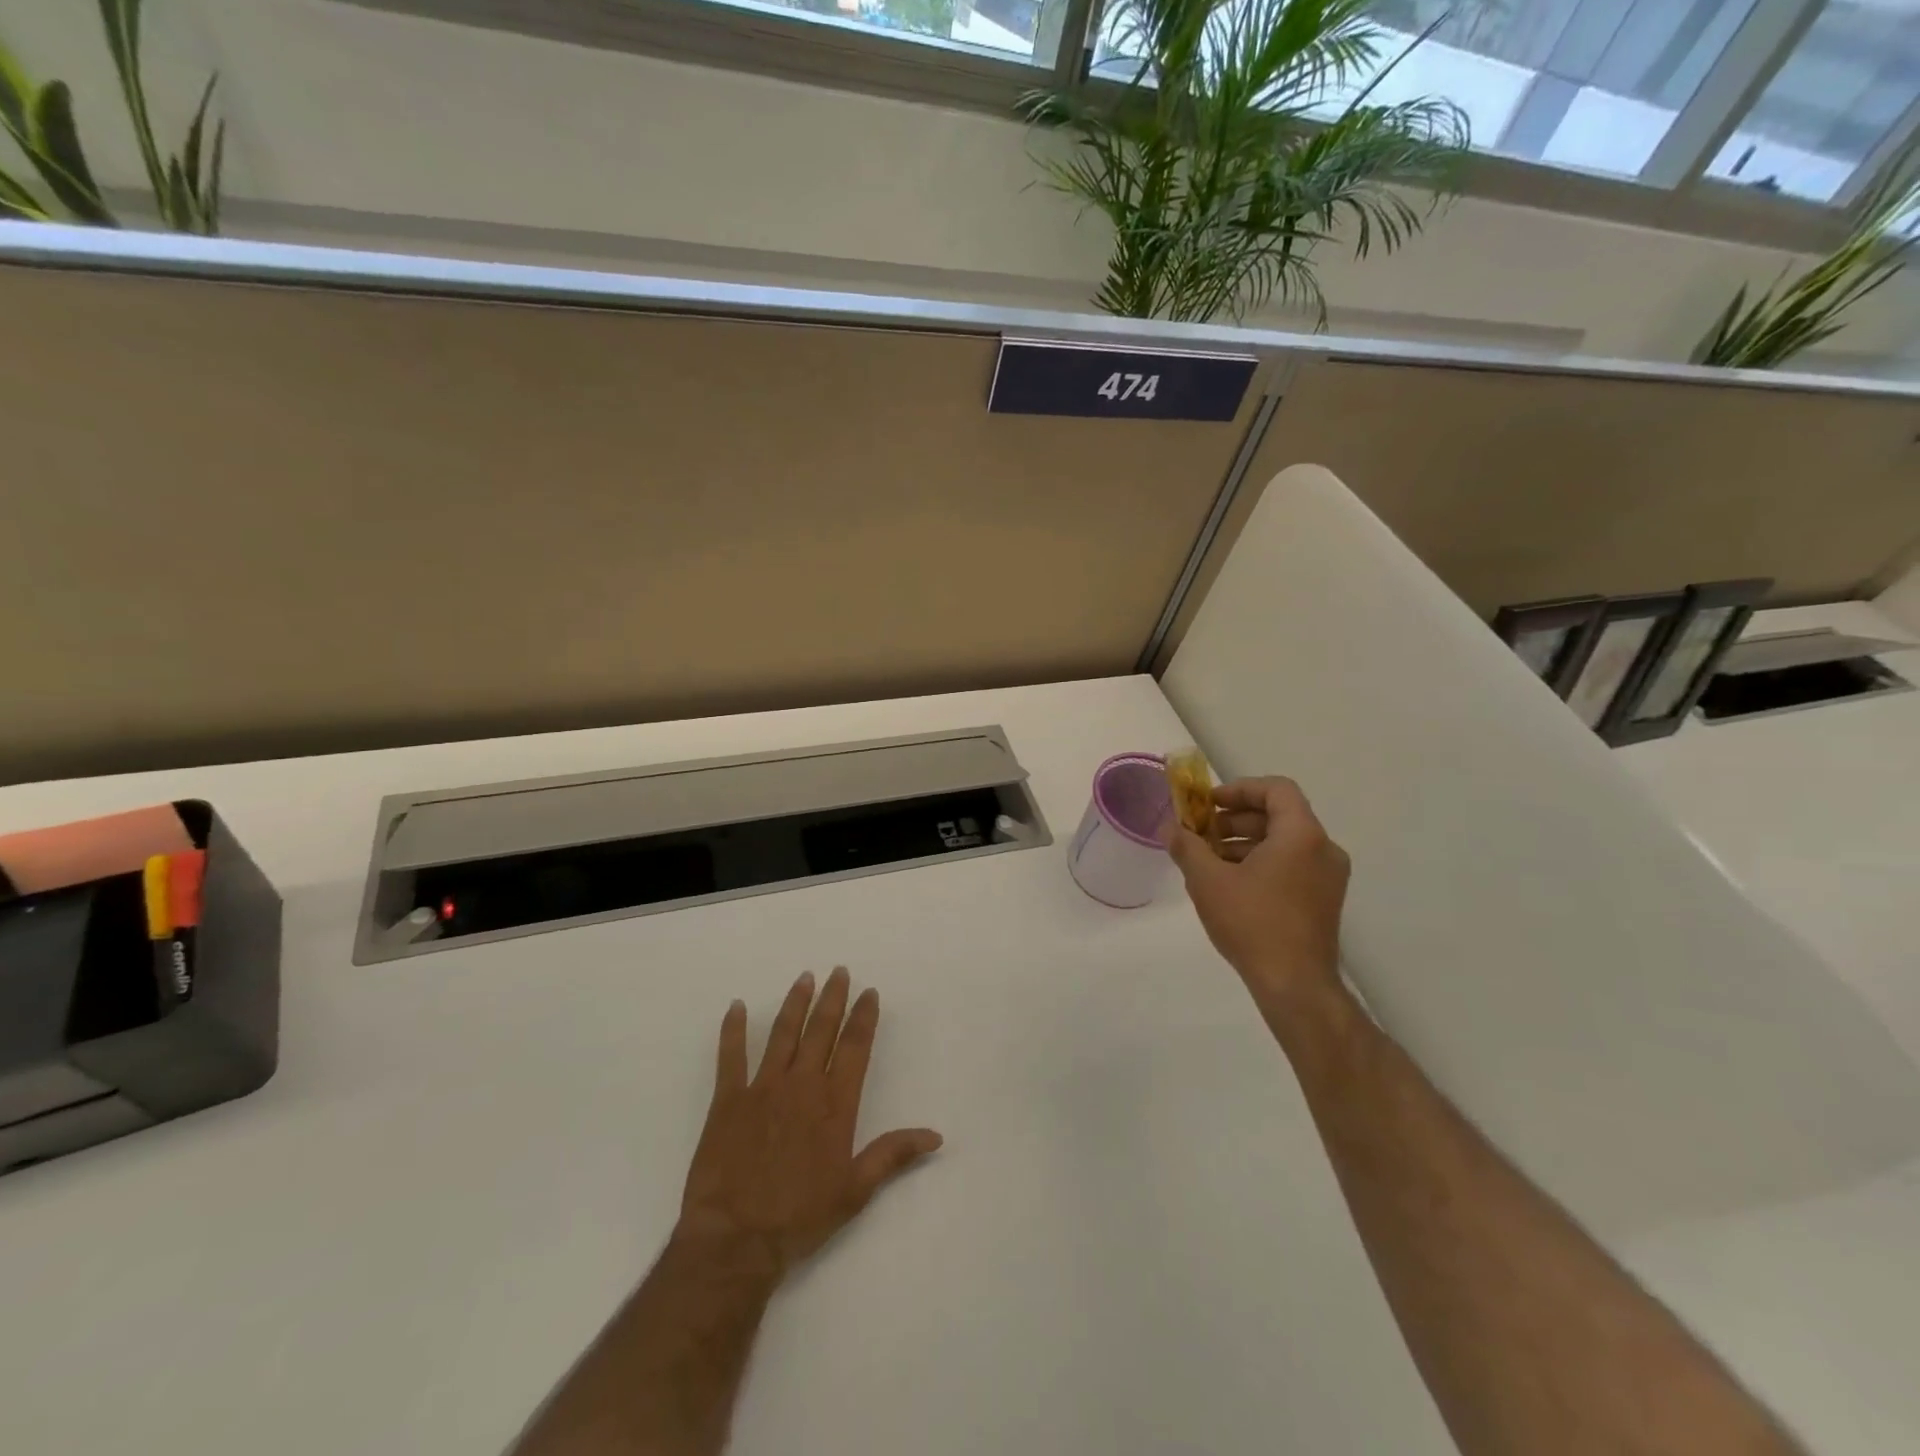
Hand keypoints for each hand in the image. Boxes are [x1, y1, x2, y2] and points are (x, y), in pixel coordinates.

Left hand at [674, 967, 942, 1282]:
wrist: (736, 1239)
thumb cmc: (800, 1217)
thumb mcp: (855, 1191)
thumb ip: (893, 1155)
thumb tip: (935, 1136)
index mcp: (835, 1104)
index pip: (855, 1047)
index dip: (864, 1017)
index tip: (869, 992)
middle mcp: (802, 1085)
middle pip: (821, 1030)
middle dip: (833, 998)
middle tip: (839, 971)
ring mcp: (763, 1088)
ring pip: (783, 1033)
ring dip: (795, 1003)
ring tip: (805, 978)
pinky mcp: (728, 1100)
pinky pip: (731, 1056)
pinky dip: (733, 1030)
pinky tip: (736, 1007)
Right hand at [1169, 777, 1350, 1017]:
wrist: (1295, 986)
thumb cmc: (1252, 923)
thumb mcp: (1207, 881)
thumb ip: (1187, 846)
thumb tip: (1170, 827)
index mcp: (1302, 835)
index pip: (1276, 789)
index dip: (1239, 789)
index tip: (1207, 803)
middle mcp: (1323, 849)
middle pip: (1279, 815)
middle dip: (1235, 819)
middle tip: (1201, 832)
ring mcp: (1328, 877)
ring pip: (1284, 842)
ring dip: (1244, 842)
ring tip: (1208, 860)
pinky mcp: (1323, 900)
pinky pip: (1291, 865)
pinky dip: (1261, 863)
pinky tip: (1229, 884)